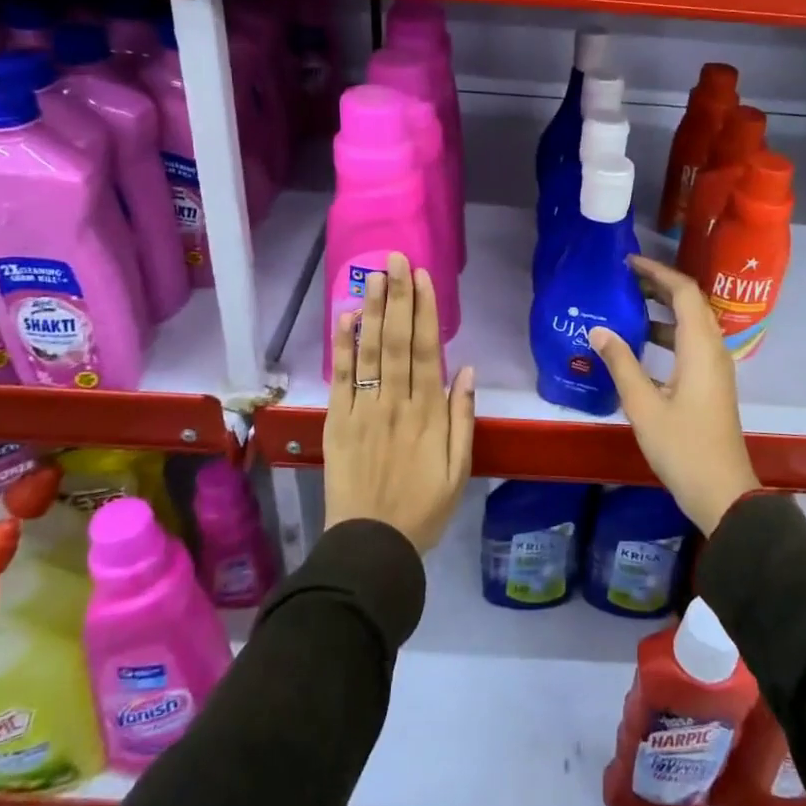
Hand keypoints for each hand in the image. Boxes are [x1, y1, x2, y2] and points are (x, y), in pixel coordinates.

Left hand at [323, 253, 475, 552]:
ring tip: (374, 276)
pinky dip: (342, 347)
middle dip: (398, 297)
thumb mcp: (459, 470)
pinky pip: (341, 379)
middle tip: (396, 259)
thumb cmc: (423, 509)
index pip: (427, 351)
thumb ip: (463, 418)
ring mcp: (363, 411)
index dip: (425, 311)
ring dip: (371, 311)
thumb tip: (467, 370)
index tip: (423, 278)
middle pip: (397, 341)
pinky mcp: (338, 422)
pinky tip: (344, 318)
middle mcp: (395, 403)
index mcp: (428, 413)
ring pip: (369, 352)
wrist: (372, 546)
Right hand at [589, 256, 759, 534]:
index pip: (684, 292)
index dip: (658, 272)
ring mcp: (714, 368)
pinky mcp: (710, 384)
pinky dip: (666, 335)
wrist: (722, 492)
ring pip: (690, 325)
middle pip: (690, 303)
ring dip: (662, 310)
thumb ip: (621, 363)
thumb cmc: (683, 447)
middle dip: (658, 286)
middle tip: (623, 280)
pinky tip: (638, 346)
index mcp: (700, 348)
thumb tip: (598, 329)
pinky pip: (689, 345)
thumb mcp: (644, 405)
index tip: (628, 263)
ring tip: (626, 305)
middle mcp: (713, 350)